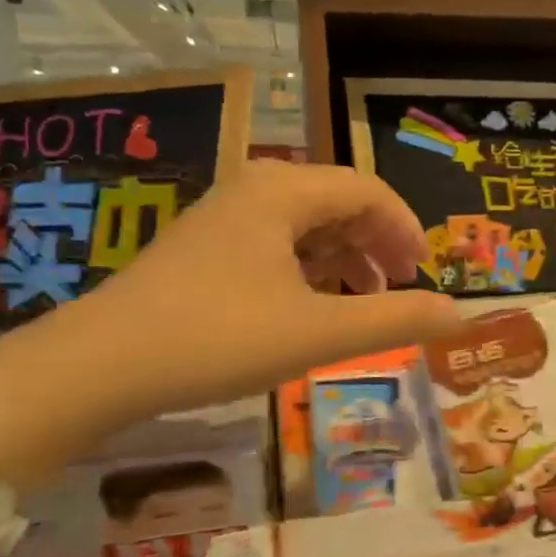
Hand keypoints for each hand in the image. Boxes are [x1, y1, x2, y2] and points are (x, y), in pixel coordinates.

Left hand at [72, 161, 462, 413]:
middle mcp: (254, 190)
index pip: (368, 191)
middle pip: (339, 201)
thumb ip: (395, 320)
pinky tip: (313, 305)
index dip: (407, 229)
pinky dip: (310, 269)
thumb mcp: (319, 333)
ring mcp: (224, 218)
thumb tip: (457, 315)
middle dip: (378, 242)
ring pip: (307, 225)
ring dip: (346, 258)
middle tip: (400, 288)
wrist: (98, 366)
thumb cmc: (218, 338)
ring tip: (365, 301)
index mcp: (283, 192)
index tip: (424, 275)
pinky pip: (277, 245)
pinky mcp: (205, 249)